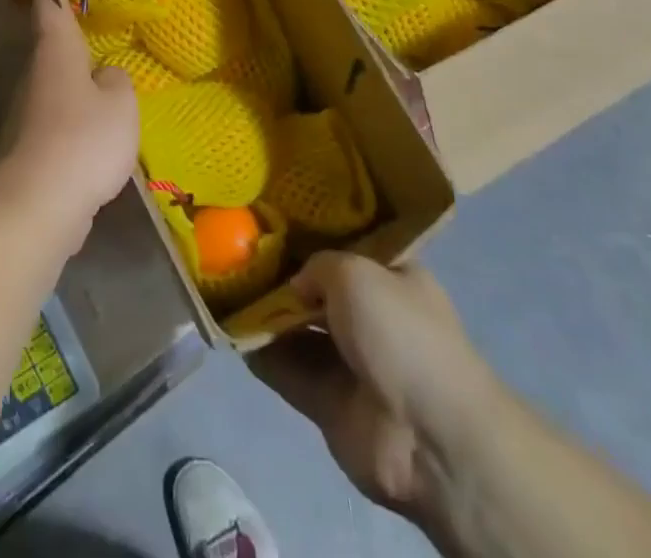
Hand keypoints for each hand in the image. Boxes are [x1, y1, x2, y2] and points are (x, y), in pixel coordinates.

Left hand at [0, 0, 138, 252]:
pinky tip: (93, 140)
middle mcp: (34, 76)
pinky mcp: (27, 150)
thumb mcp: (120, 103)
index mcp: (55, 52)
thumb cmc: (84, 139)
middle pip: (50, 51)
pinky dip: (71, 125)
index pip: (49, 8)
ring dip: (74, 89)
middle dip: (70, 46)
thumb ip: (117, 81)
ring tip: (103, 90)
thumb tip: (105, 76)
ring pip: (53, 89)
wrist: (39, 205)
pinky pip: (54, 125)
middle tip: (97, 37)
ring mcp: (25, 114)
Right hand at [249, 253, 498, 525]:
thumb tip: (294, 285)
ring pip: (296, 327)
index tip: (270, 214)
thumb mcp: (355, 272)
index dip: (312, 230)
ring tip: (222, 283)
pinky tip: (228, 326)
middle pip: (315, 288)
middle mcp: (370, 315)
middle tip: (236, 247)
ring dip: (264, 312)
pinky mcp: (327, 401)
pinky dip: (259, 351)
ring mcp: (349, 361)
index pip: (346, 245)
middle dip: (280, 272)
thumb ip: (316, 265)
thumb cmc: (401, 333)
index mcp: (391, 277)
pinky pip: (285, 368)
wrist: (427, 437)